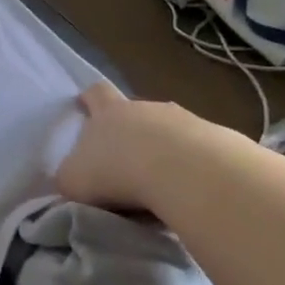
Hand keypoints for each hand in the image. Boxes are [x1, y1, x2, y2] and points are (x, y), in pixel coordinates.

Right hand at [55, 81, 196, 212]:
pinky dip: (190, 169)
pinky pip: (196, 153)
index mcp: (109, 112)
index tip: (86, 104)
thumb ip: (69, 178)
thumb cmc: (116, 172)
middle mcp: (146, 108)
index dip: (90, 99)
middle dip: (131, 132)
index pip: (96, 93)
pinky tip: (186, 191)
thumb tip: (72, 180)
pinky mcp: (214, 141)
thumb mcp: (73, 180)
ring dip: (163, 151)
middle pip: (135, 112)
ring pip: (169, 132)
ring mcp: (184, 121)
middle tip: (126, 160)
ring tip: (160, 183)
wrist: (182, 172)